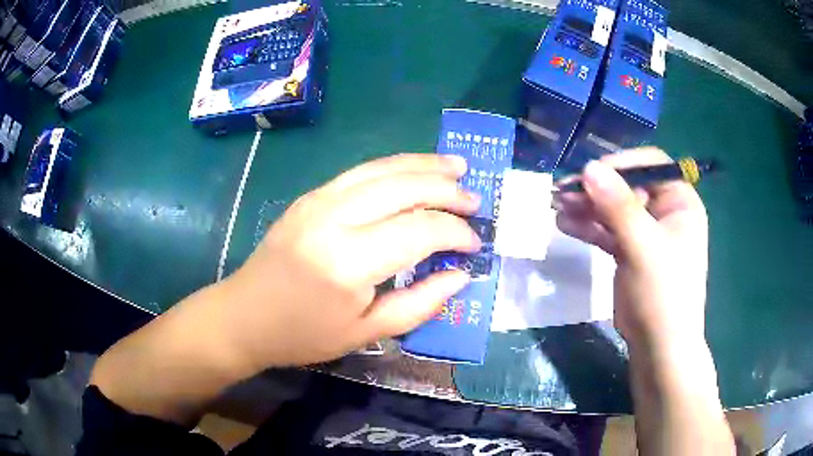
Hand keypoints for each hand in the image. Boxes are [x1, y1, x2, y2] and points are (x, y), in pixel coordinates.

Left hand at [217, 153, 481, 369]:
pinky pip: (361, 171)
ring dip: (424, 165)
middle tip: (475, 201)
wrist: (245, 315)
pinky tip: (415, 169)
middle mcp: (334, 218)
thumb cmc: (304, 334)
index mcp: (348, 262)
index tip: (474, 244)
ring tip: (456, 167)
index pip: (420, 231)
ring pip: (383, 168)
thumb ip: (420, 304)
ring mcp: (319, 200)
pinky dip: (395, 166)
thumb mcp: (366, 333)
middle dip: (447, 191)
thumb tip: (460, 275)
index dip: (455, 233)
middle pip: (404, 188)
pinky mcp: (311, 195)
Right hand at [554, 148, 708, 351]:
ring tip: (556, 206)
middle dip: (596, 189)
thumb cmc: (663, 294)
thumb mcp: (643, 247)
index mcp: (680, 202)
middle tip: (562, 192)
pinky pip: (608, 231)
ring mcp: (647, 232)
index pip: (650, 165)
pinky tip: (564, 224)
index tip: (589, 174)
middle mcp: (665, 212)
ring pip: (614, 209)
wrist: (658, 347)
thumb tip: (589, 167)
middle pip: (627, 186)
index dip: (620, 164)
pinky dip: (588, 227)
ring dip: (586, 207)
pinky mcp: (630, 251)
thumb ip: (618, 206)